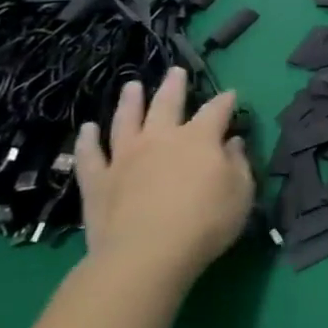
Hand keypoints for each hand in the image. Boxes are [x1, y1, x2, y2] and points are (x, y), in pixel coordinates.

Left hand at [75, 67, 253, 286]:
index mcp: (200, 138)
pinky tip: (87, 129)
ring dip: (130, 101)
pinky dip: (88, 140)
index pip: (217, 110)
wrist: (146, 255)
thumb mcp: (241, 193)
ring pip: (126, 120)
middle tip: (175, 72)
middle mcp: (161, 138)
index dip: (225, 101)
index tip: (231, 94)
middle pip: (167, 103)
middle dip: (174, 86)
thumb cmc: (205, 222)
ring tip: (132, 86)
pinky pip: (90, 154)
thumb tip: (232, 143)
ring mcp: (125, 157)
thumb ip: (238, 164)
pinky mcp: (98, 180)